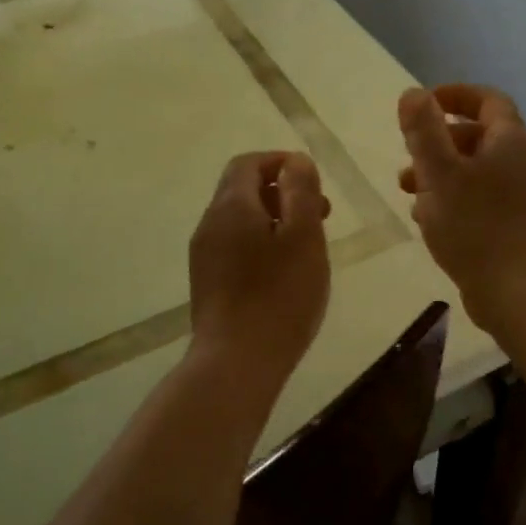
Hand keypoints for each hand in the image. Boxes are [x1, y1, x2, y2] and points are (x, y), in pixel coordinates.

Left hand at [188, 151, 331, 378]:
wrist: (235, 363)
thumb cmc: (279, 296)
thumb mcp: (303, 237)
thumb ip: (301, 192)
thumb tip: (296, 161)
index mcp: (231, 206)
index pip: (248, 163)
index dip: (280, 162)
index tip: (312, 180)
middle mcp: (210, 224)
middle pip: (242, 189)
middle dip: (282, 191)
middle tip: (321, 213)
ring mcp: (204, 255)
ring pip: (240, 220)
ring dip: (274, 218)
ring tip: (307, 244)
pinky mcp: (207, 282)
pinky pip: (234, 246)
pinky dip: (261, 242)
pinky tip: (284, 272)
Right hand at [398, 85, 525, 331]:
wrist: (515, 290)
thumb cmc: (474, 224)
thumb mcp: (439, 172)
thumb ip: (424, 130)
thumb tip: (413, 94)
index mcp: (510, 141)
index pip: (487, 100)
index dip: (455, 95)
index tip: (423, 103)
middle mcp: (521, 162)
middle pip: (477, 135)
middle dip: (438, 140)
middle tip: (408, 154)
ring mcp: (520, 194)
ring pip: (474, 169)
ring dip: (439, 172)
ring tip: (408, 190)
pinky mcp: (513, 222)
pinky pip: (479, 196)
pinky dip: (452, 196)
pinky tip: (426, 218)